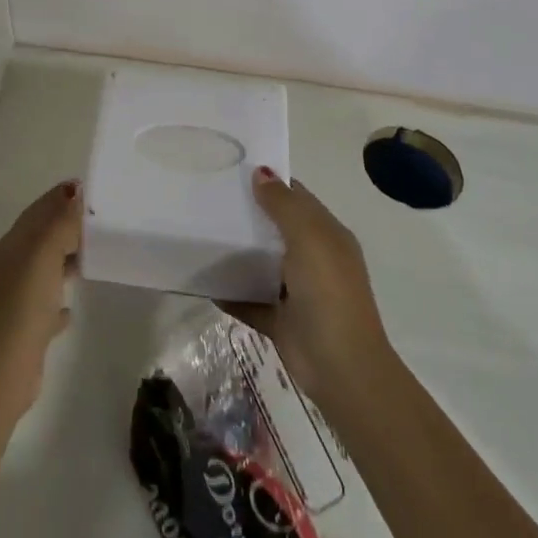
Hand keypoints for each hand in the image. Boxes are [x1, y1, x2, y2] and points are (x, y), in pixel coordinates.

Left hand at [0, 179, 82, 421]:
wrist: (0, 370)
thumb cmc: (23, 305)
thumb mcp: (44, 255)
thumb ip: (60, 222)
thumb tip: (74, 190)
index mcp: (15, 244)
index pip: (39, 210)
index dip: (61, 196)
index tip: (91, 189)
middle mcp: (13, 266)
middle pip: (42, 236)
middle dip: (68, 224)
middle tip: (101, 220)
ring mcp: (18, 298)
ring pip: (46, 268)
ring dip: (66, 258)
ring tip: (96, 255)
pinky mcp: (27, 328)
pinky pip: (47, 305)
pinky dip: (60, 299)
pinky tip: (72, 307)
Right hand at [223, 168, 389, 406]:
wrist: (341, 368)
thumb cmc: (328, 293)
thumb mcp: (309, 238)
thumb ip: (284, 205)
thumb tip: (260, 172)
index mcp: (327, 235)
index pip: (297, 198)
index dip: (269, 182)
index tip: (231, 170)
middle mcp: (313, 259)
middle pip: (275, 228)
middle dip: (246, 214)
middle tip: (204, 198)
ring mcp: (296, 291)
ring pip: (260, 263)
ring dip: (235, 252)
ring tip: (197, 233)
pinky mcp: (279, 319)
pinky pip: (248, 299)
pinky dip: (228, 292)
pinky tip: (201, 281)